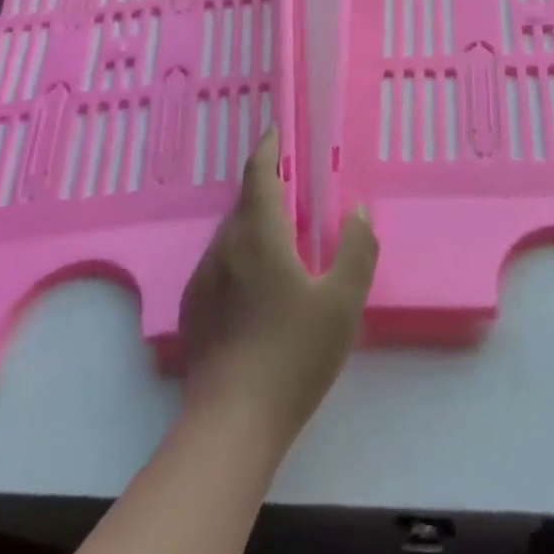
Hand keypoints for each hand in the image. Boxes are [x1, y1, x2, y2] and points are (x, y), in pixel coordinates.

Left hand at [178, 127, 376, 441]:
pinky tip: (262, 290)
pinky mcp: (195, 308)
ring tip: (286, 244)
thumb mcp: (342, 302)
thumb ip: (356, 250)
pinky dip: (243, 256)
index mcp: (258, 234)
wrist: (231, 424)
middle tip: (301, 196)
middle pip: (246, 202)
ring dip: (257, 226)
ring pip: (233, 234)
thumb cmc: (293, 354)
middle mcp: (225, 245)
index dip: (269, 147)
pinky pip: (222, 264)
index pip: (259, 173)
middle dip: (270, 190)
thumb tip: (358, 212)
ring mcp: (204, 277)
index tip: (278, 129)